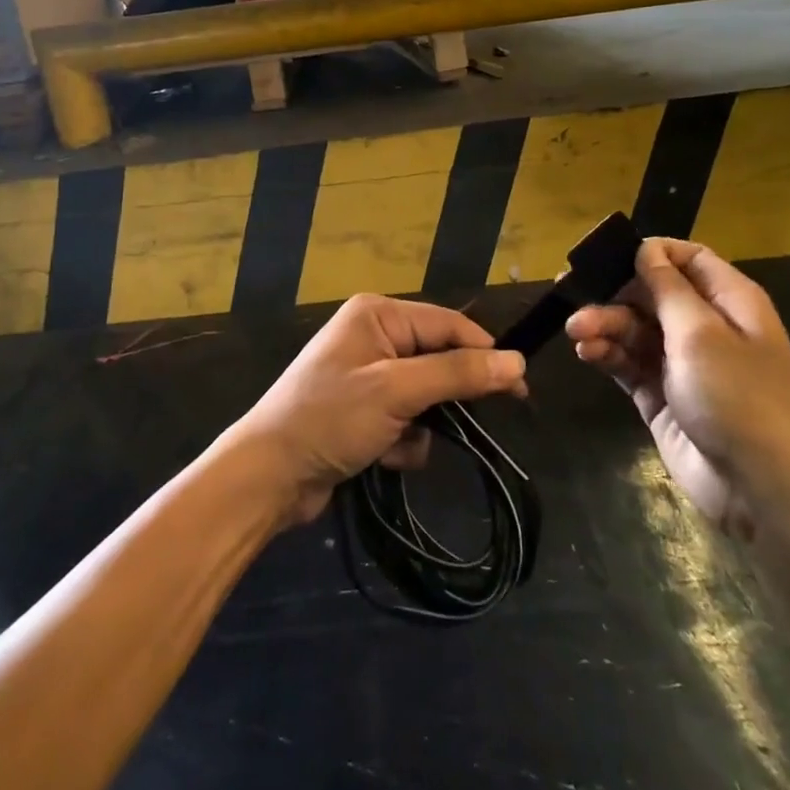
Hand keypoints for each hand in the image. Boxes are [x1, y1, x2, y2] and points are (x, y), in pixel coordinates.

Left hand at [226, 294, 526, 526]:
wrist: (270, 474)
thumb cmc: (331, 418)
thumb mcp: (397, 391)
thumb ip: (459, 374)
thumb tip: (517, 361)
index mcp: (378, 315)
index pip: (449, 325)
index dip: (485, 355)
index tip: (519, 389)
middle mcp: (374, 336)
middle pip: (438, 361)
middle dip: (444, 399)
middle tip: (461, 426)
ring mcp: (367, 374)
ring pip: (426, 396)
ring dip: (421, 426)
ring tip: (396, 444)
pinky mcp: (363, 410)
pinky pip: (406, 420)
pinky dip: (403, 441)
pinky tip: (381, 457)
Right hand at [566, 238, 789, 535]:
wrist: (759, 487)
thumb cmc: (737, 397)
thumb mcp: (700, 334)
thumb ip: (667, 288)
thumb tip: (646, 249)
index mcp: (730, 302)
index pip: (689, 259)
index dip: (651, 252)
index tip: (607, 254)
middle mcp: (706, 326)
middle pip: (652, 293)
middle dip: (613, 292)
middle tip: (568, 291)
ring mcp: (682, 363)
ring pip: (634, 328)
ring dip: (603, 325)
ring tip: (575, 332)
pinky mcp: (661, 394)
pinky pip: (628, 362)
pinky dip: (607, 354)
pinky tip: (586, 352)